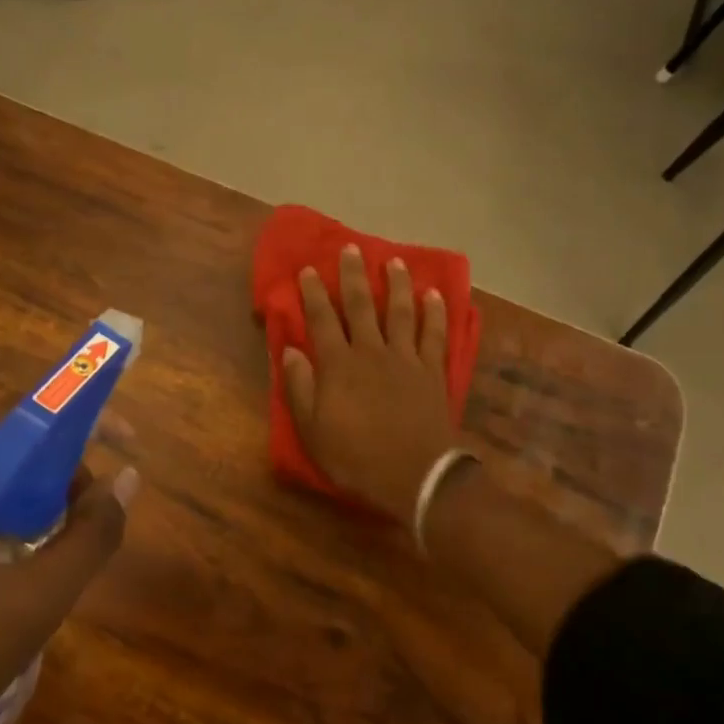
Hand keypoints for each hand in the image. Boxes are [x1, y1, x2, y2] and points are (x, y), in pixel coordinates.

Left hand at [0, 406, 137, 723]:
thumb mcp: (36, 601)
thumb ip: (90, 536)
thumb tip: (127, 478)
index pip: (8, 417)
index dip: (71, 413)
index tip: (120, 433)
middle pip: (0, 443)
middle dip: (60, 458)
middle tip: (100, 496)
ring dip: (40, 488)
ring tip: (76, 527)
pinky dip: (15, 512)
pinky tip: (40, 548)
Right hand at [282, 244, 461, 522]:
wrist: (415, 476)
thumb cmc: (356, 457)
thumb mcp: (312, 430)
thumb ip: (299, 387)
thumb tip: (289, 350)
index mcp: (338, 365)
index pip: (321, 320)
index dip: (312, 294)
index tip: (308, 269)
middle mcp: (371, 351)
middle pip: (360, 306)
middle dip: (353, 275)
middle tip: (350, 248)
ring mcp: (406, 358)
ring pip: (399, 312)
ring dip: (396, 284)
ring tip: (394, 261)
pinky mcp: (432, 371)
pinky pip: (434, 334)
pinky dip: (434, 313)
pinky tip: (434, 295)